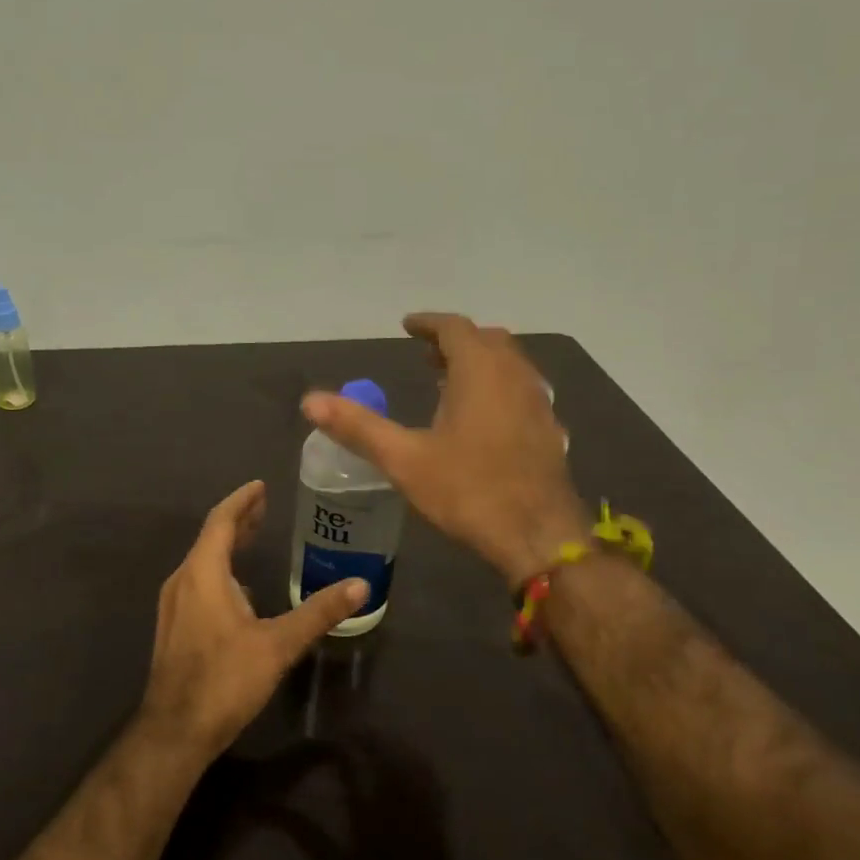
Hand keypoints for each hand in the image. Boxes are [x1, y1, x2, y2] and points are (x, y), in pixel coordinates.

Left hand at [141, 481, 369, 754]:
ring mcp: (173, 605)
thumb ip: (318, 612)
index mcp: (202, 573)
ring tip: (255, 542)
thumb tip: (361, 585)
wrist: (175, 730)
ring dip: (228, 548)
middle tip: (264, 507)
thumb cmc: (225, 679)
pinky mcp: (174, 627)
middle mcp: (182, 581)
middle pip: (211, 539)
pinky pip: (198, 584)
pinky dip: (220, 572)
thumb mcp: (278, 644)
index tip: (261, 486)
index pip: (221, 522)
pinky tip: (241, 592)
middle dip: (238, 521)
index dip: (242, 501)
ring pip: (202, 563)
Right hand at [302, 312, 586, 586]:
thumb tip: (309, 402)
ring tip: (449, 381)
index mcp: (480, 372)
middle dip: (455, 341)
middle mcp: (515, 376)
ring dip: (479, 362)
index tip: (407, 326)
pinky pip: (521, 389)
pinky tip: (482, 418)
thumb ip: (358, 427)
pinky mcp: (550, 429)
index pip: (455, 328)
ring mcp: (538, 402)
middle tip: (426, 354)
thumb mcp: (404, 460)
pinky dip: (498, 386)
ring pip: (509, 364)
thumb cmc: (469, 491)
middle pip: (487, 340)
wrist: (538, 536)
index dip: (429, 324)